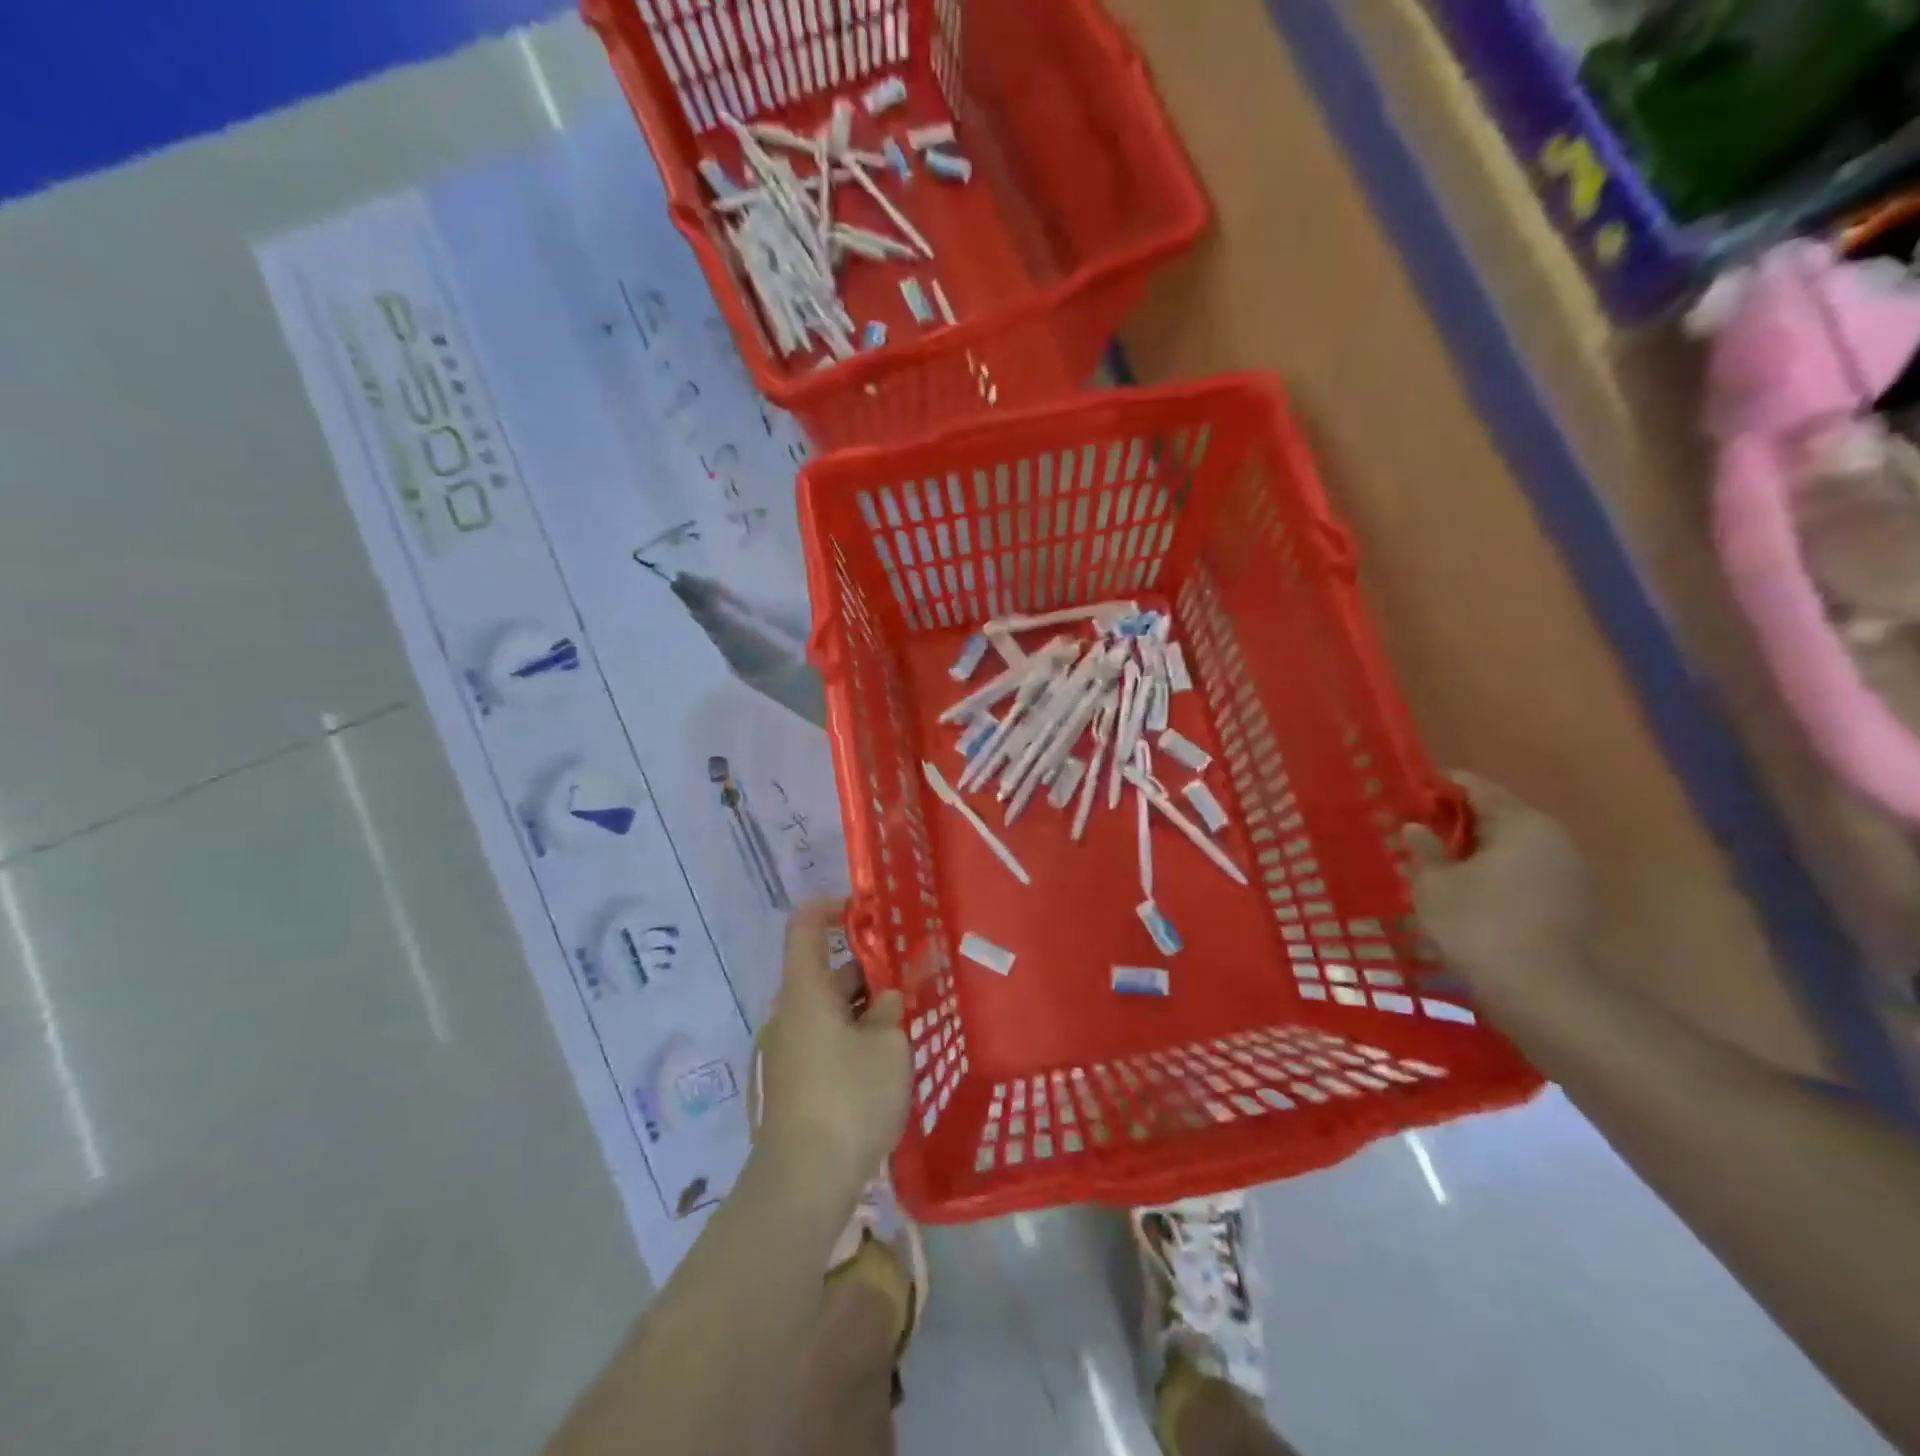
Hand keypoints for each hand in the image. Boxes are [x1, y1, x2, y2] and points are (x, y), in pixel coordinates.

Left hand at [755, 900, 910, 1208]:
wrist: (803, 1183)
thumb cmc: (848, 1099)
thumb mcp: (888, 1046)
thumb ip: (889, 1010)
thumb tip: (884, 999)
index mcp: (806, 991)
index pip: (806, 926)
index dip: (834, 907)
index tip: (870, 909)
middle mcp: (791, 1013)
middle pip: (827, 971)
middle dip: (870, 968)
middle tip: (914, 974)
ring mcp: (791, 1049)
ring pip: (832, 1009)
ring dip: (867, 1007)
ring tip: (911, 1017)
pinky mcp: (798, 1081)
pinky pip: (829, 1039)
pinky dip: (856, 1035)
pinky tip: (890, 1057)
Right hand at [1403, 774, 1590, 1007]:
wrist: (1540, 993)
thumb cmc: (1478, 924)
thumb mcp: (1434, 883)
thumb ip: (1424, 848)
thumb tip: (1416, 827)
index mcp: (1521, 823)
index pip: (1476, 788)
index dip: (1438, 788)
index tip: (1408, 797)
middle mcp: (1553, 838)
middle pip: (1498, 816)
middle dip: (1456, 824)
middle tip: (1417, 835)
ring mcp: (1568, 873)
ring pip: (1512, 848)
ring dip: (1476, 853)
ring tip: (1437, 867)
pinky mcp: (1571, 904)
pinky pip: (1524, 874)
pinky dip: (1495, 876)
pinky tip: (1467, 894)